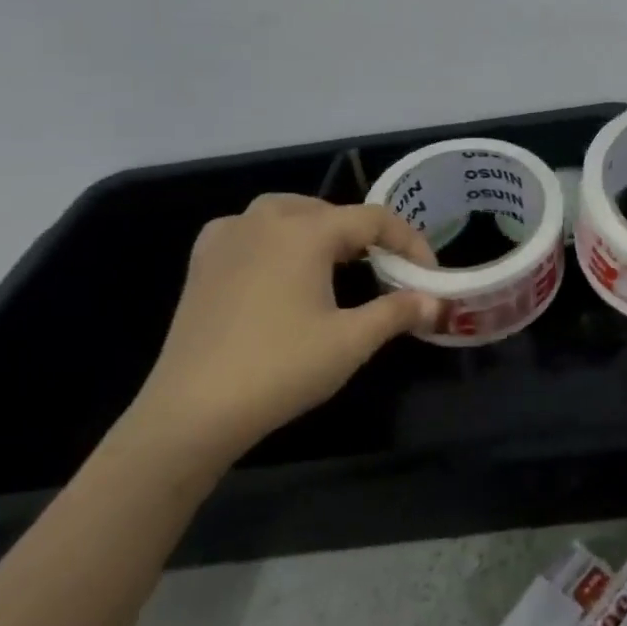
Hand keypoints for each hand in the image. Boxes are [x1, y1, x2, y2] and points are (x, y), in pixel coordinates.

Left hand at [125, 195, 439, 467]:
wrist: (190, 413)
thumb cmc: (279, 369)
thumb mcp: (351, 341)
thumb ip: (399, 311)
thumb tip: (436, 302)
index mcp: (305, 230)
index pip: (373, 219)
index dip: (409, 241)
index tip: (428, 272)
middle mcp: (264, 220)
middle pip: (330, 211)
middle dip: (365, 236)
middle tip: (387, 271)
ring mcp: (227, 237)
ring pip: (288, 214)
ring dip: (321, 231)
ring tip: (340, 264)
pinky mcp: (202, 262)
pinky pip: (250, 231)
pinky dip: (277, 239)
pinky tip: (281, 266)